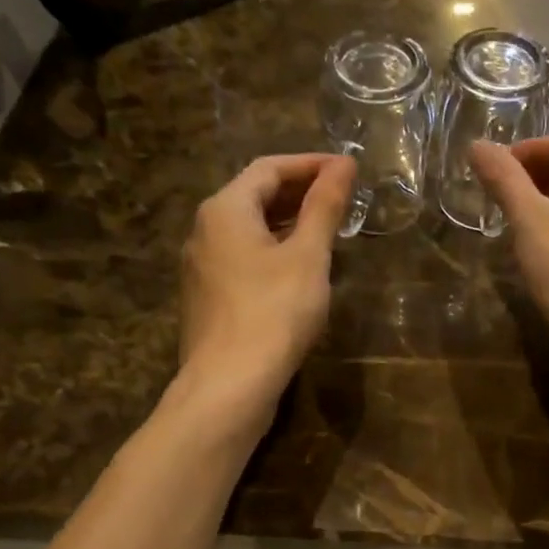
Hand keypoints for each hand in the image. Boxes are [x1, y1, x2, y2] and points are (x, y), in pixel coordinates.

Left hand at [178, 152, 353, 418]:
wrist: (230, 384)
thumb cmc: (274, 312)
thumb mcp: (308, 256)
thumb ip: (325, 207)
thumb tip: (344, 164)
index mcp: (225, 209)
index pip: (269, 168)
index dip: (310, 164)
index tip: (347, 170)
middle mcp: (204, 230)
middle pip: (254, 197)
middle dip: (299, 193)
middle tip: (341, 198)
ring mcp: (201, 267)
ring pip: (248, 231)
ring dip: (287, 224)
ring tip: (326, 231)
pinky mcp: (208, 299)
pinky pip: (242, 260)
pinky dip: (272, 252)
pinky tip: (298, 271)